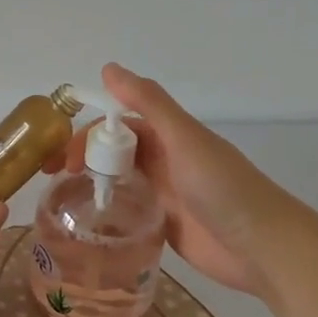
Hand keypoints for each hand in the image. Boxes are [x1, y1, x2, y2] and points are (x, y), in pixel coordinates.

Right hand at [65, 63, 317, 300]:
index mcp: (168, 135)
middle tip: (54, 179)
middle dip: (83, 158)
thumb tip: (108, 68)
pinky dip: (108, 210)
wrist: (263, 248)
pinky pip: (128, 210)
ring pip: (118, 179)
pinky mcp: (164, 223)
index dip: (87, 135)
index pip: (116, 125)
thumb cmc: (224, 188)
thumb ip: (149, 103)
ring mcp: (164, 193)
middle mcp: (164, 160)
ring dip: (92, 183)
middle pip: (113, 151)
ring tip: (62, 201)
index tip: (62, 157)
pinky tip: (88, 222)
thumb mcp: (184, 139)